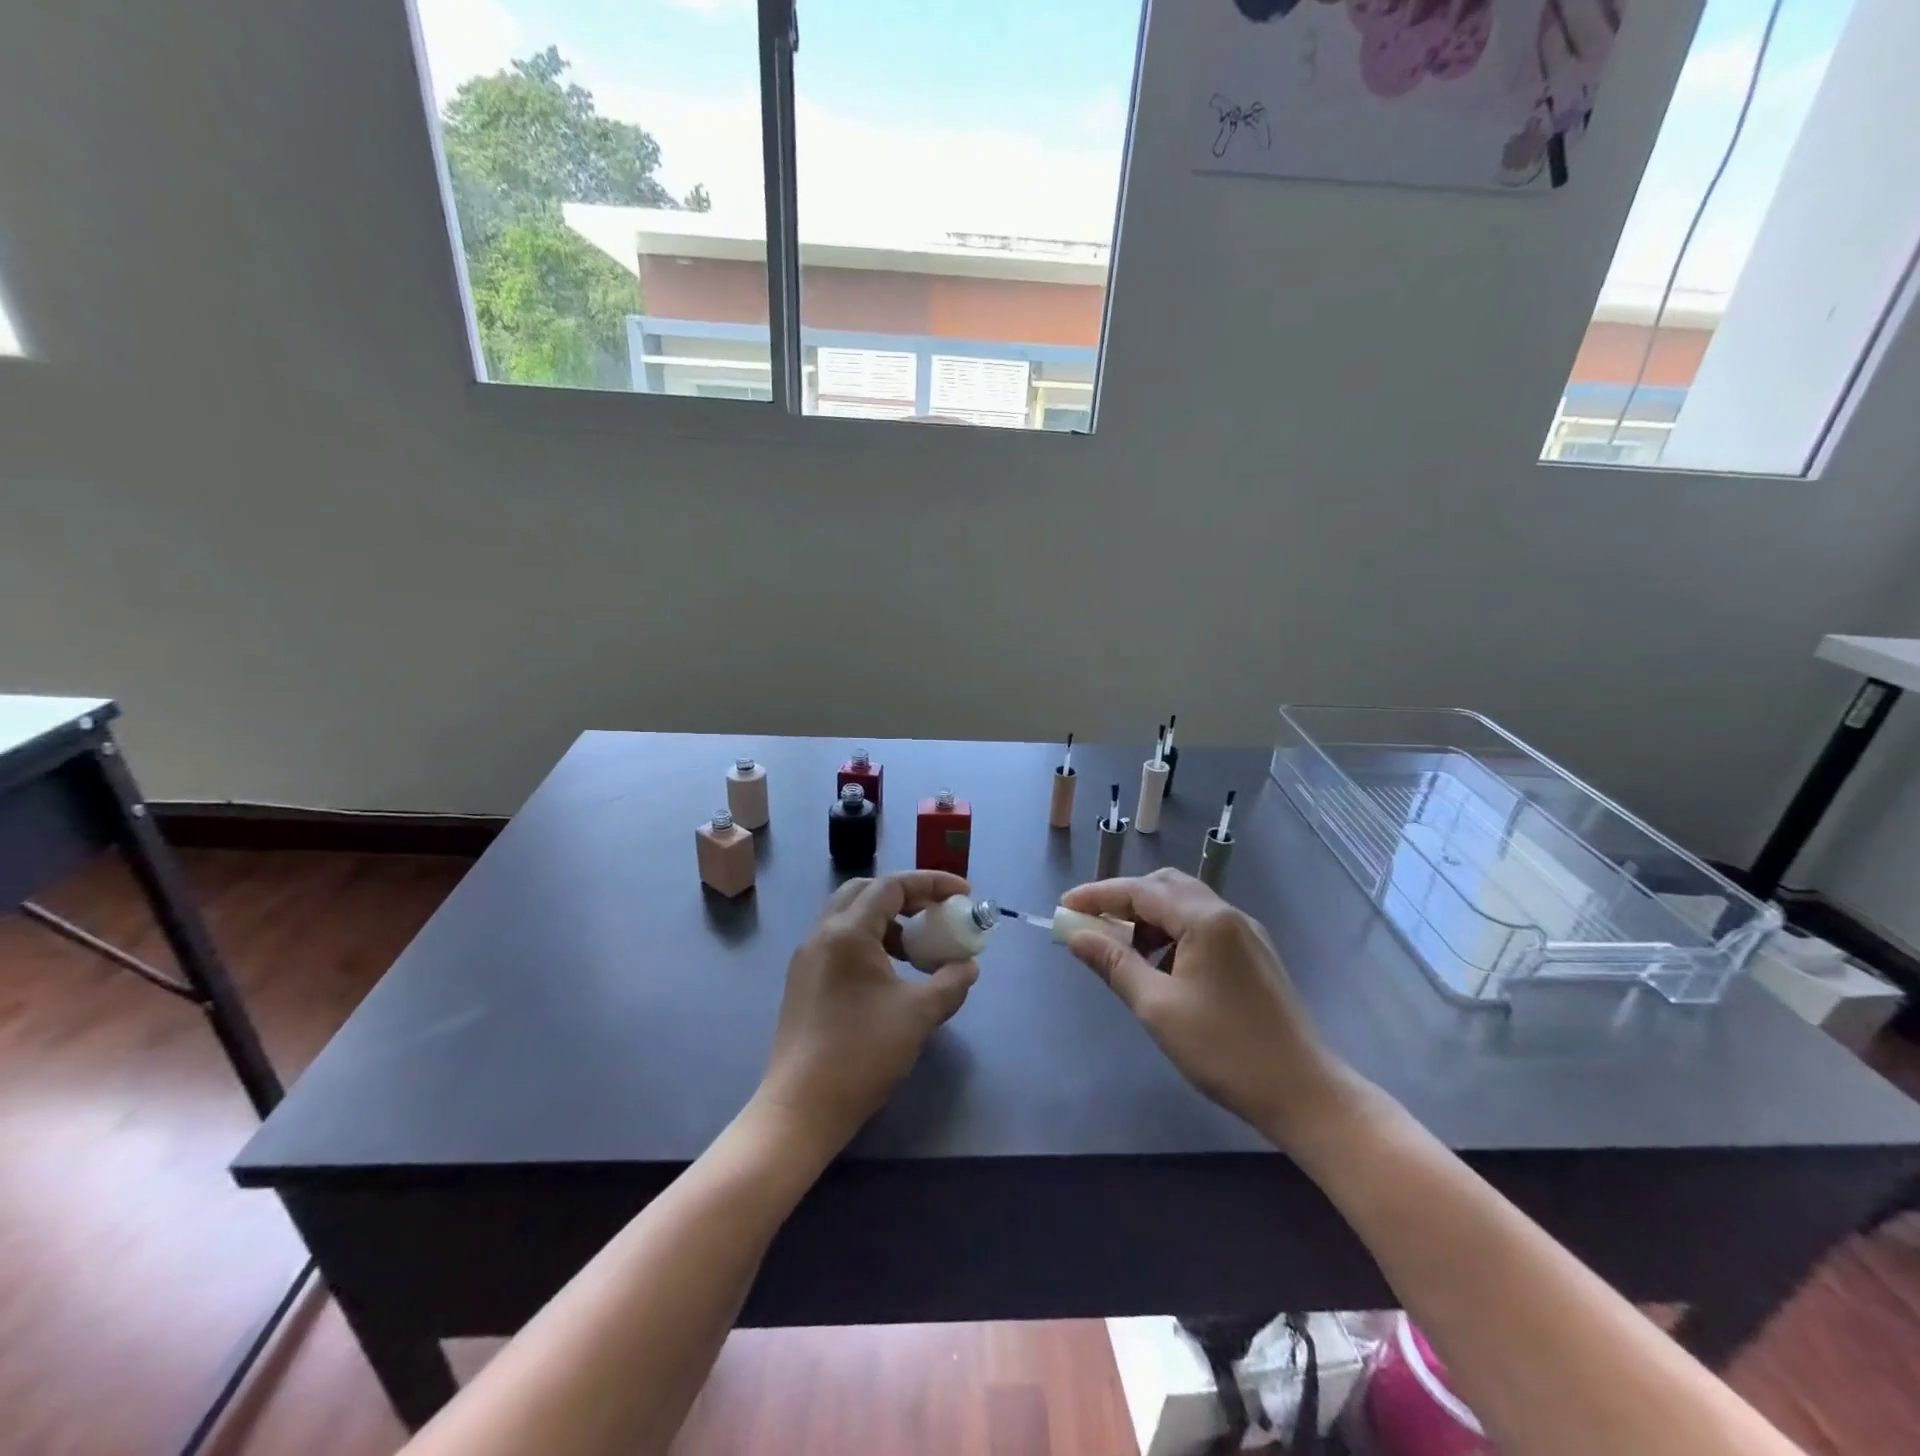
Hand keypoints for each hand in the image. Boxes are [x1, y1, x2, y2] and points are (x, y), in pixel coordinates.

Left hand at [755, 872, 979, 1156]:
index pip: (892, 886)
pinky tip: (890, 974)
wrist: (802, 1107)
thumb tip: (967, 966)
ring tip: (917, 948)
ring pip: (849, 915)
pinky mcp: (802, 980)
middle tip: (936, 912)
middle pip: (866, 891)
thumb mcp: (919, 1015)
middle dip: (905, 895)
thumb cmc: (862, 1053)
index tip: (964, 893)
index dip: (932, 883)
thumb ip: (950, 982)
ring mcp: (807, 957)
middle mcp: (822, 933)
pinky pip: (839, 941)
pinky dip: (869, 941)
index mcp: (848, 932)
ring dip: (886, 920)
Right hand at [1060, 869, 1354, 1149]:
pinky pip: (1203, 925)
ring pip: (1185, 905)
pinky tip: (1160, 966)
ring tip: (1123, 951)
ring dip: (1149, 918)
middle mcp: (1228, 914)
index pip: (1140, 890)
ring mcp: (1245, 933)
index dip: (1098, 896)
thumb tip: (1076, 935)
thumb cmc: (1224, 1050)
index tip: (1063, 907)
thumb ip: (1114, 964)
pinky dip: (1172, 933)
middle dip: (1124, 900)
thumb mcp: (1158, 1007)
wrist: (1304, 1092)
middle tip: (1092, 926)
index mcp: (1205, 919)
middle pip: (1165, 887)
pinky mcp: (1254, 954)